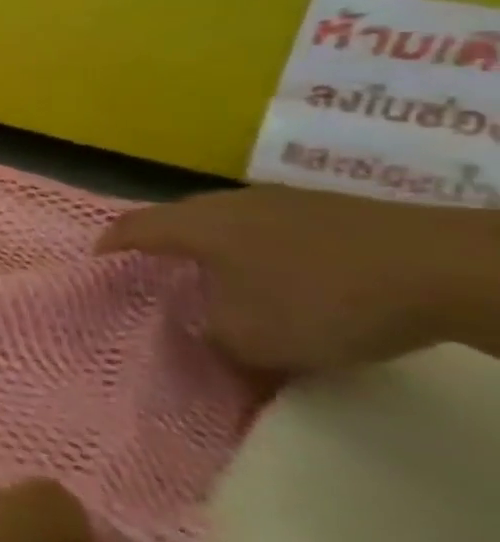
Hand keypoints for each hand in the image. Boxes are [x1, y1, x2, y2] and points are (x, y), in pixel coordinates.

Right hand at [96, 185, 499, 373]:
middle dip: (164, 246)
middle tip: (159, 275)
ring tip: (223, 281)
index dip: (109, 244)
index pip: (132, 227)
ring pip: (228, 223)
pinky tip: (284, 280)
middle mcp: (227, 204)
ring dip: (218, 250)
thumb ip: (213, 338)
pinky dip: (263, 253)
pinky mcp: (331, 212)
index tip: (97, 261)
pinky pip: (272, 230)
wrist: (444, 269)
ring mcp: (282, 202)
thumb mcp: (253, 339)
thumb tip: (204, 334)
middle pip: (178, 219)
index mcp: (195, 225)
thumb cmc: (321, 299)